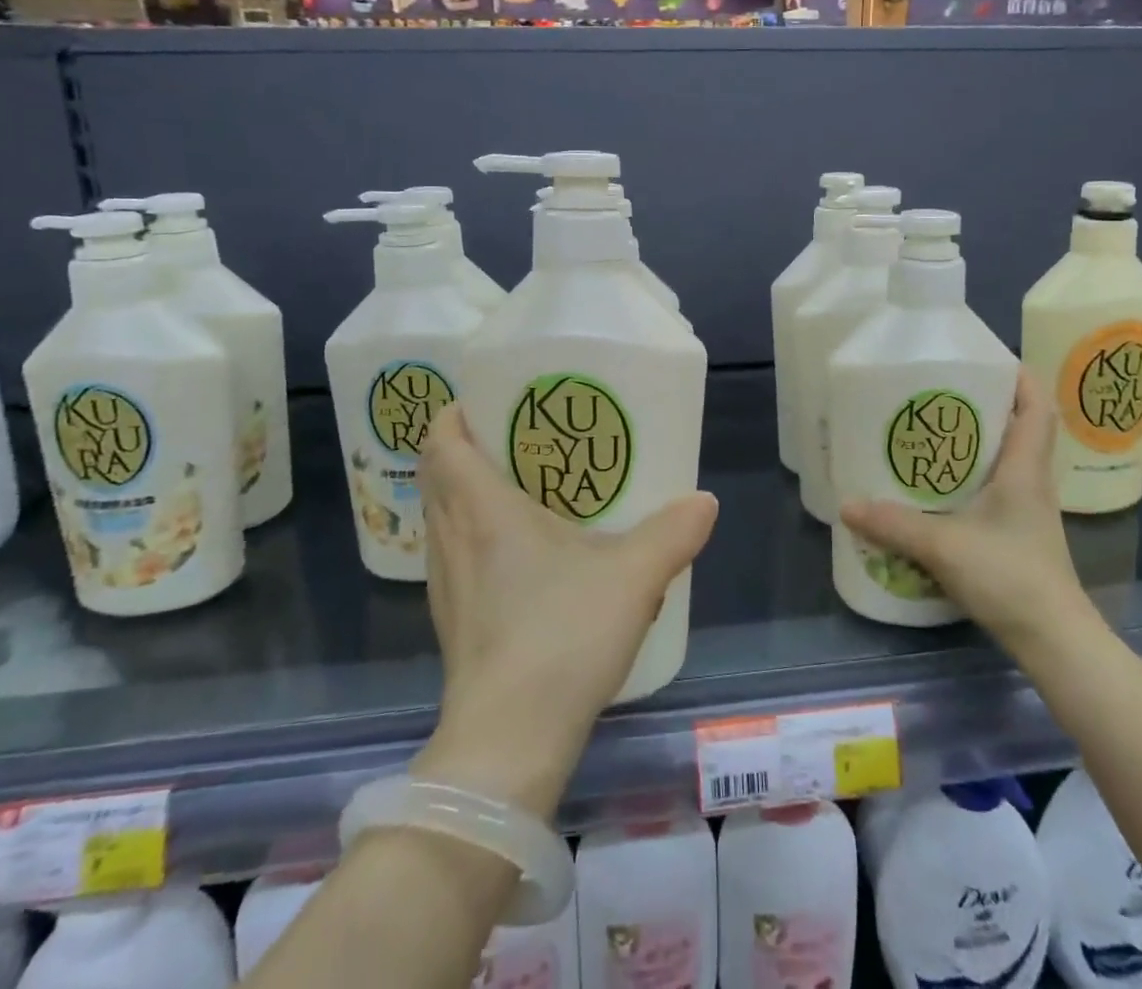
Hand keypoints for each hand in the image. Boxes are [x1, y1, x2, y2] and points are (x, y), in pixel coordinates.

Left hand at [411, 403, 717, 817]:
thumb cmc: (561, 638)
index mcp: (482, 511)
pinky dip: (472, 536)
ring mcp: (445, 585)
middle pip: (437, 475)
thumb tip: (705, 501)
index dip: (454, 414)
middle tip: (515, 435)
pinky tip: (517, 556)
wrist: (508, 743)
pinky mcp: (451, 622)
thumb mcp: (632, 578)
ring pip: (441, 518)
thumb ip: (672, 534)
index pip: (443, 442)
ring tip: (518, 486)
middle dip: (463, 447)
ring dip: (464, 493)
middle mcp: (452, 539)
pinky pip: (452, 556)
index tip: (485, 399)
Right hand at [841, 367, 1095, 657]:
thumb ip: (894, 524)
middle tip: (938, 392)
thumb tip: (848, 504)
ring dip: (975, 441)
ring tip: (930, 432)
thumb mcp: (944, 546)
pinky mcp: (1017, 533)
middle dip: (984, 403)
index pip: (1038, 407)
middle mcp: (1032, 481)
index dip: (1019, 377)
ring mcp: (1028, 509)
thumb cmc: (1011, 577)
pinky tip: (937, 486)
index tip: (986, 359)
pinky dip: (970, 476)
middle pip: (1018, 426)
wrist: (1054, 641)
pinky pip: (996, 488)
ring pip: (1005, 458)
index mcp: (1025, 469)